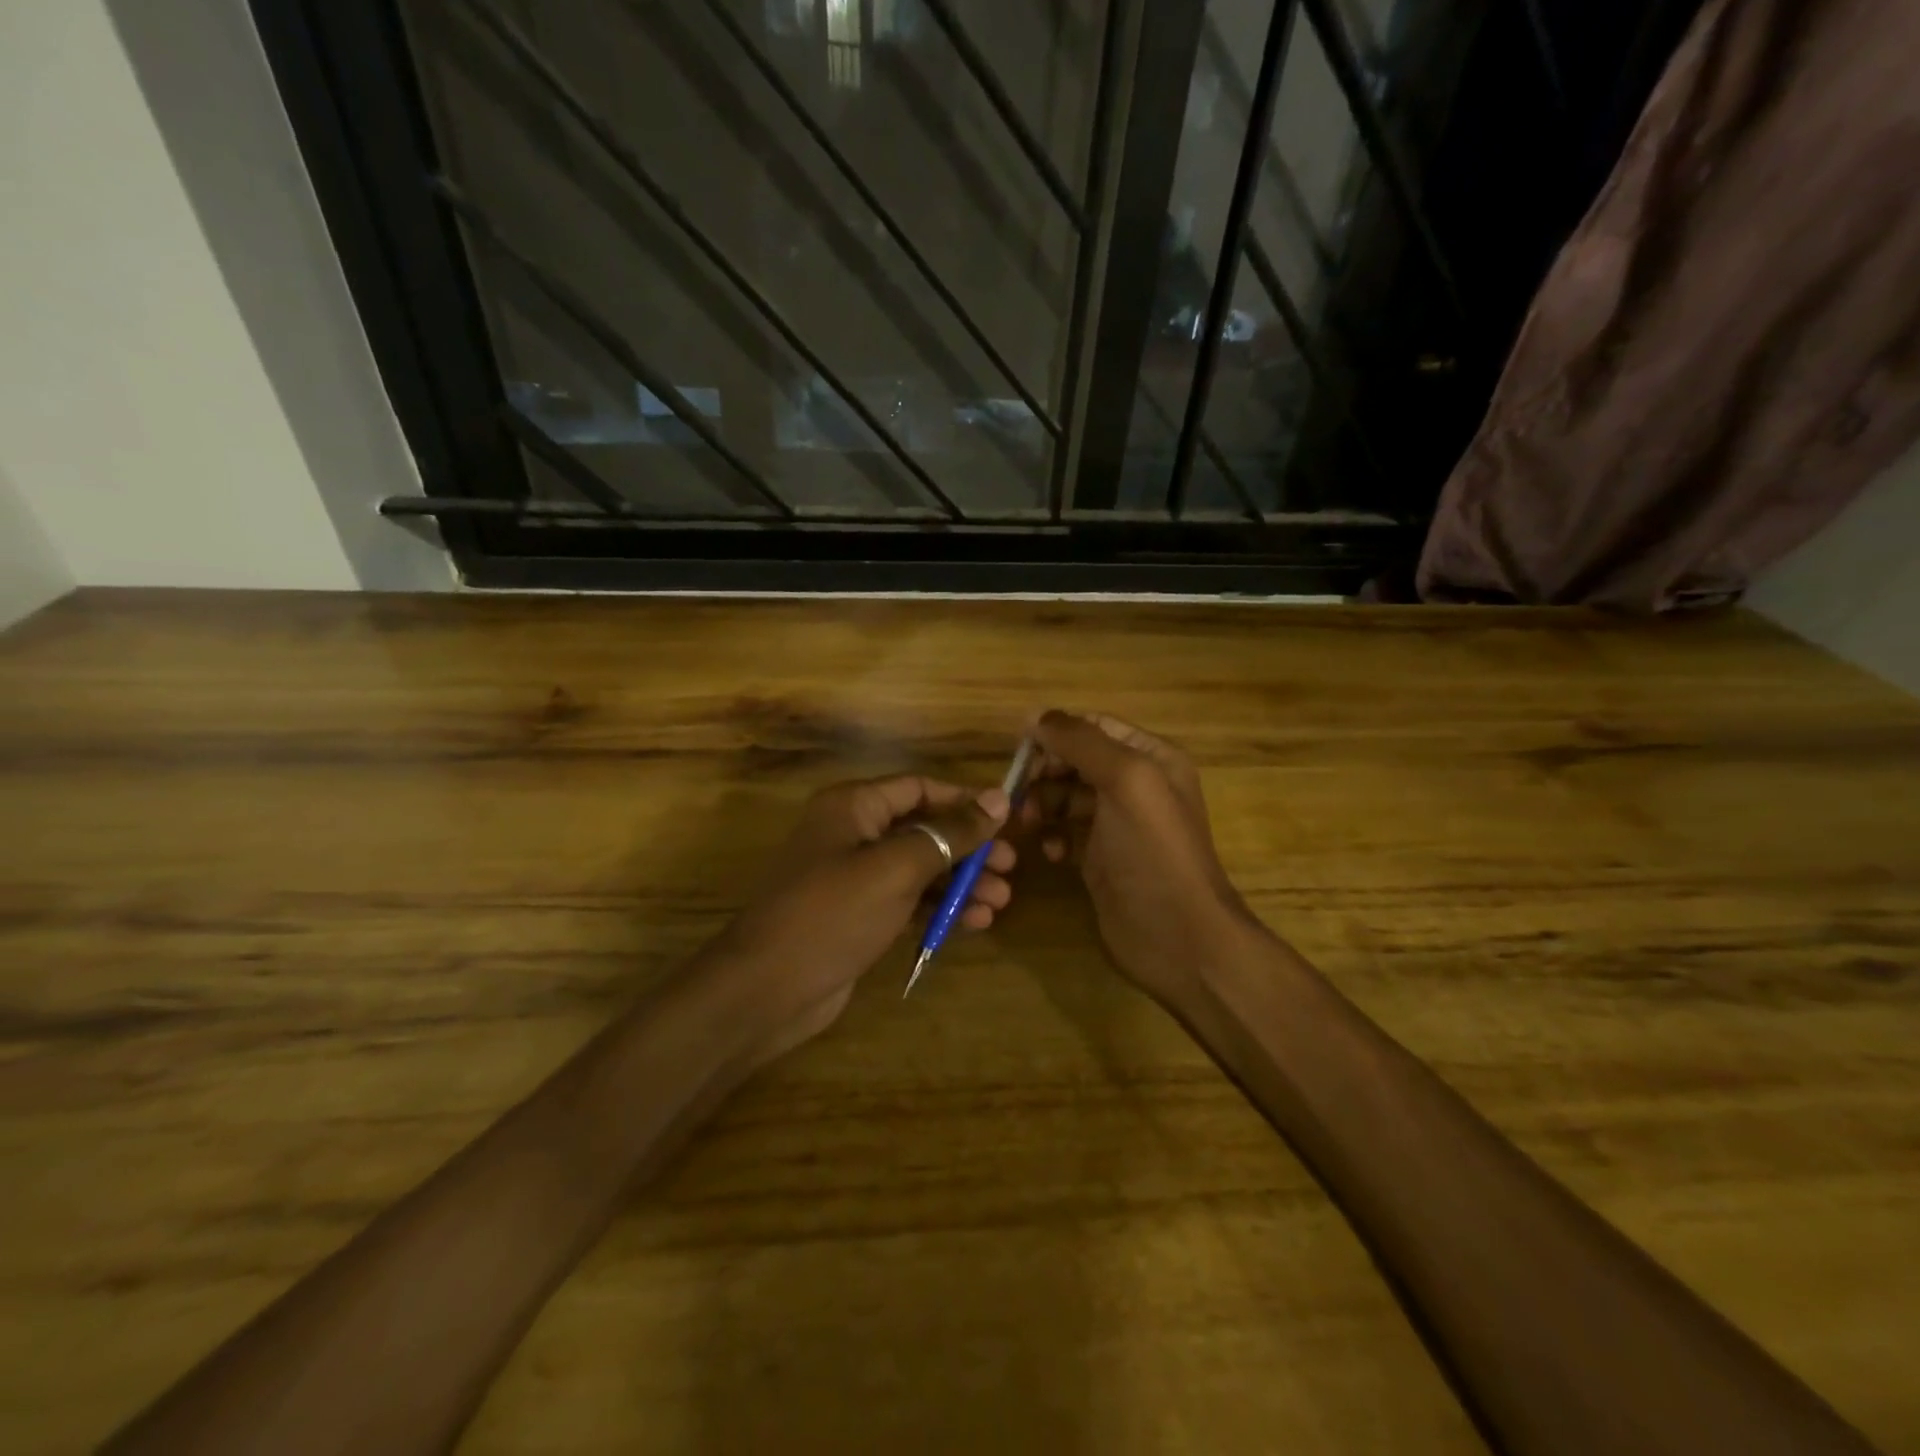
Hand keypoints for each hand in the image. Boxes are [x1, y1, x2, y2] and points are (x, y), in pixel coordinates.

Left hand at [703, 774, 1015, 1063]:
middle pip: (924, 829)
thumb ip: (950, 833)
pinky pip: (908, 900)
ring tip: (1000, 901)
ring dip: (960, 882)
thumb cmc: (833, 913)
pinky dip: (939, 908)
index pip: (919, 788)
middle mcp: (853, 833)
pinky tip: (974, 923)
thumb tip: (998, 797)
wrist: (768, 988)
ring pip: (920, 868)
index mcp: (854, 806)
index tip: (1008, 819)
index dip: (964, 800)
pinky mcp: (858, 915)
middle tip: (1010, 868)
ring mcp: (854, 876)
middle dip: (968, 848)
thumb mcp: (897, 867)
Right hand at [1024, 710, 1254, 1008]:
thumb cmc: (1153, 851)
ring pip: (1066, 797)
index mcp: (1152, 758)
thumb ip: (1081, 742)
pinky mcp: (1100, 859)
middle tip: (1015, 792)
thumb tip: (1035, 716)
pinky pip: (1066, 833)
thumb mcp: (1125, 781)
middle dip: (1044, 771)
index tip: (1017, 749)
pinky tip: (1050, 852)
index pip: (1095, 727)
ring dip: (1042, 804)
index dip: (1056, 732)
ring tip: (1026, 822)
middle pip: (1076, 761)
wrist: (1178, 936)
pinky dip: (1053, 836)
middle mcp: (1137, 786)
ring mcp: (1118, 825)